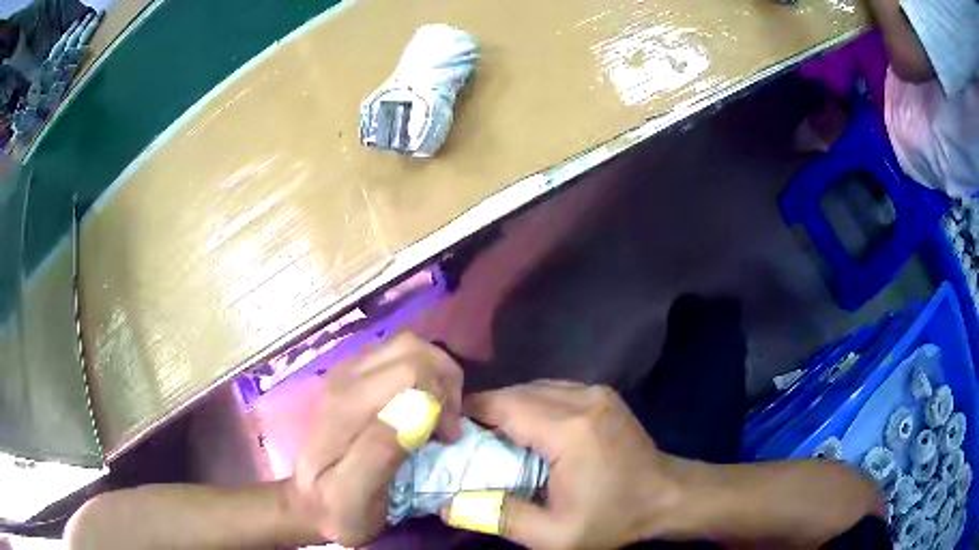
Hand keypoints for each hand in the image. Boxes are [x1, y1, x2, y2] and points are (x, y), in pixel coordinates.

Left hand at [291, 333, 463, 545]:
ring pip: (405, 346)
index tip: (447, 438)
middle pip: (411, 348)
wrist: (307, 503)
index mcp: (346, 408)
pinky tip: (420, 408)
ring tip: (439, 414)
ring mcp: (346, 374)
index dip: (442, 397)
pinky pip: (396, 357)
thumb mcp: (353, 497)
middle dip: (445, 379)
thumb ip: (378, 454)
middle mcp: (344, 380)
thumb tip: (416, 410)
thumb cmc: (336, 508)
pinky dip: (421, 375)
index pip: (410, 369)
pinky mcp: (351, 378)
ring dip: (435, 375)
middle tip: (449, 424)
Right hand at [447, 381, 680, 549]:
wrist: (666, 497)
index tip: (448, 430)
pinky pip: (554, 390)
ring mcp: (596, 393)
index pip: (504, 406)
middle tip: (466, 438)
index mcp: (569, 431)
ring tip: (491, 435)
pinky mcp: (603, 395)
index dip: (470, 413)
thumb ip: (499, 518)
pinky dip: (532, 404)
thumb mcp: (553, 535)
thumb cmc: (611, 518)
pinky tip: (527, 428)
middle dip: (486, 410)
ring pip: (535, 387)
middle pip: (517, 392)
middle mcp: (582, 399)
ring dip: (509, 406)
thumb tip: (446, 505)